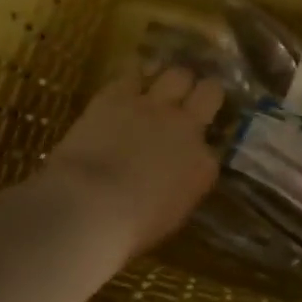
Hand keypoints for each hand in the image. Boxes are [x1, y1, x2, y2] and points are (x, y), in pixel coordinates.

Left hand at [38, 64, 226, 258]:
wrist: (88, 207)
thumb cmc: (128, 230)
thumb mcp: (170, 214)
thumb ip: (181, 187)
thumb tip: (173, 177)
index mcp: (203, 166)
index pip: (213, 146)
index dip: (202, 144)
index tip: (192, 149)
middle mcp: (187, 127)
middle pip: (210, 91)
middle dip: (203, 92)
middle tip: (191, 99)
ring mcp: (154, 106)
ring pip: (177, 73)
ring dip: (172, 80)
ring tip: (161, 87)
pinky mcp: (118, 95)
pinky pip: (133, 72)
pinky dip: (133, 78)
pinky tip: (128, 84)